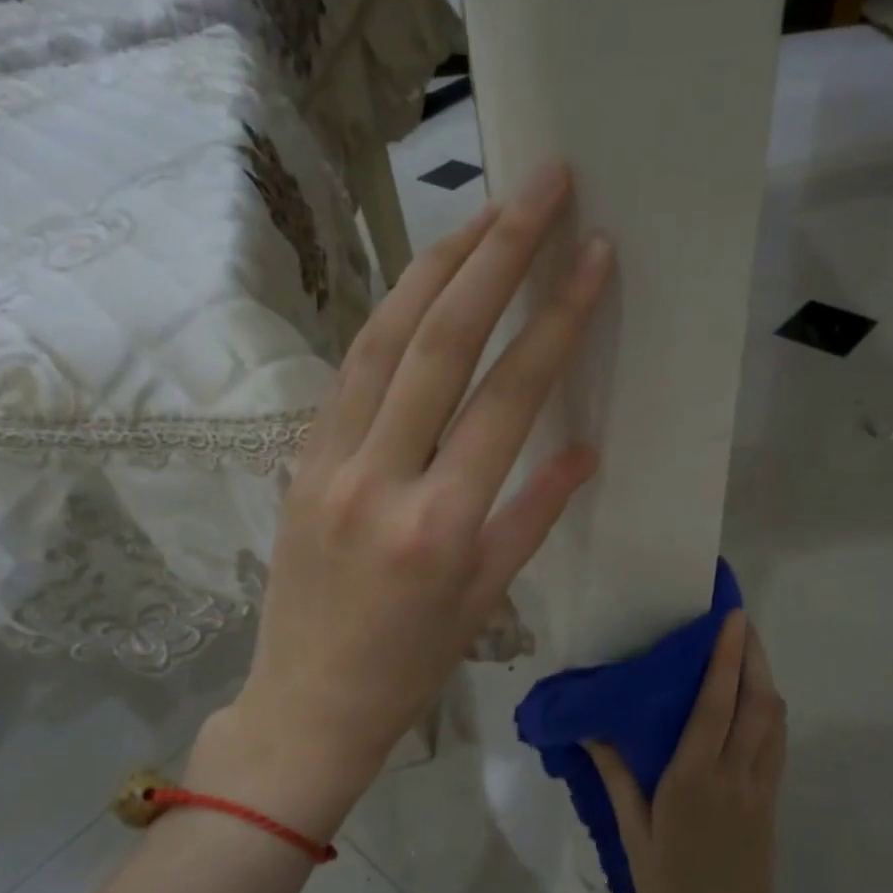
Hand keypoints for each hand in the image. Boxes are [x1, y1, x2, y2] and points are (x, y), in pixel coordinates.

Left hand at [188, 163, 612, 835]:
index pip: (508, 396)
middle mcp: (382, 477)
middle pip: (441, 340)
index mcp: (441, 523)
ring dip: (434, 266)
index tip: (593, 255)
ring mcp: (329, 462)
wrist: (307, 706)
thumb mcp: (487, 599)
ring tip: (481, 213)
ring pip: (383, 338)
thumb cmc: (409, 668)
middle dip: (496, 253)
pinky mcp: (299, 460)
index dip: (556, 318)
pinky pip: (349, 372)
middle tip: (541, 186)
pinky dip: (388, 317)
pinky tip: (419, 285)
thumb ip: (534, 513)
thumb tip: (584, 448)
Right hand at [588, 613, 786, 892]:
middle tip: (742, 622)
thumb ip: (616, 777)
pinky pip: (778, 741)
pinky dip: (772, 710)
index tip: (731, 619)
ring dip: (766, 678)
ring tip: (750, 650)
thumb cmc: (671, 885)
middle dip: (754, 655)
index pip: (716, 704)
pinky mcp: (772, 797)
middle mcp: (734, 771)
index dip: (725, 658)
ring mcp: (759, 784)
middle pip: (756, 701)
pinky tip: (760, 700)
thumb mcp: (633, 833)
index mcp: (694, 776)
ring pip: (774, 718)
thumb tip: (592, 731)